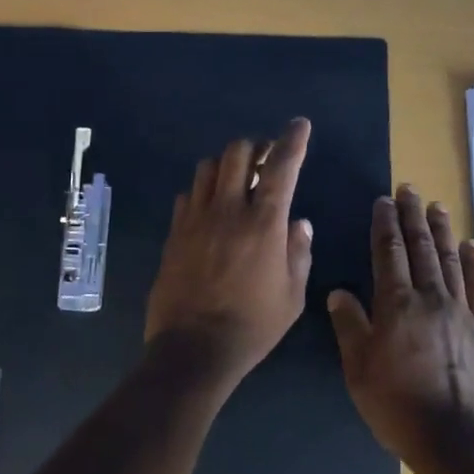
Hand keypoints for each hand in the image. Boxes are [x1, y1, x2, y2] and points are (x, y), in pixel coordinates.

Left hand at [144, 118, 313, 383]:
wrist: (194, 348)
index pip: (281, 166)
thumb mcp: (292, 295)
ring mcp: (195, 219)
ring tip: (236, 181)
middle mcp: (228, 210)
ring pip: (208, 167)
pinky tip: (210, 208)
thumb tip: (299, 222)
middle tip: (265, 160)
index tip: (299, 125)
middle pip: (237, 153)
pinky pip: (187, 195)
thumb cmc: (253, 326)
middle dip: (255, 147)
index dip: (293, 140)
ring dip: (226, 165)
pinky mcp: (174, 233)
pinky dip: (203, 191)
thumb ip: (299, 252)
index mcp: (264, 223)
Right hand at [327, 185, 473, 462]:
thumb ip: (350, 326)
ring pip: (449, 260)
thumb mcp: (359, 369)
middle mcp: (430, 299)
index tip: (383, 201)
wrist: (455, 439)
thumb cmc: (397, 405)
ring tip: (436, 206)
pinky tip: (470, 245)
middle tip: (409, 189)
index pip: (389, 254)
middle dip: (412, 217)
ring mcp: (460, 312)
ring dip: (441, 231)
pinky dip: (473, 262)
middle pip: (420, 248)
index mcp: (396, 305)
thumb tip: (339, 292)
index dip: (385, 225)